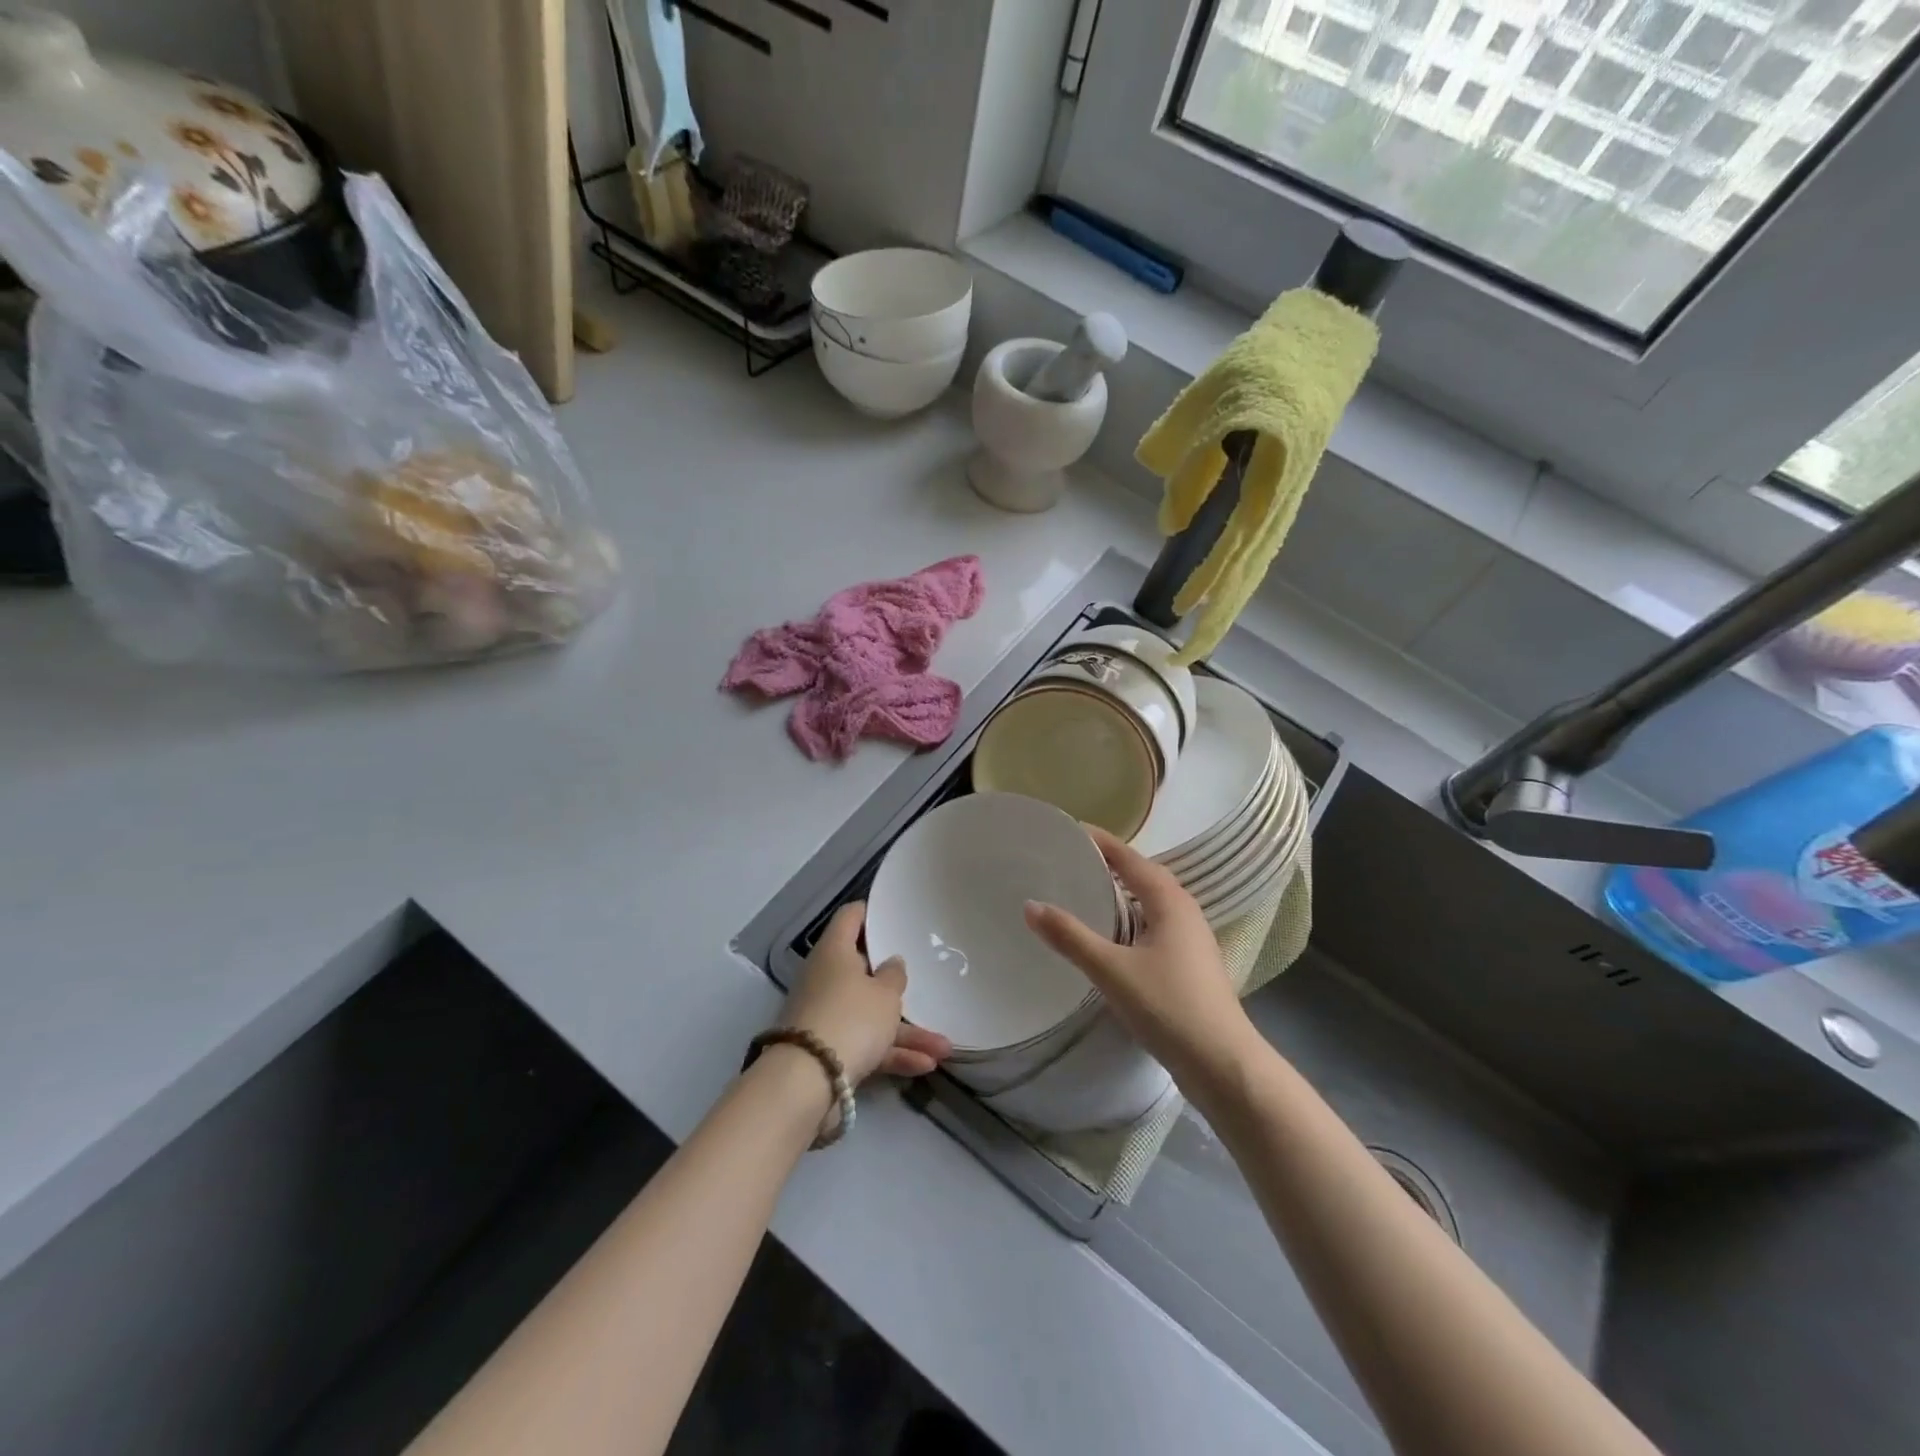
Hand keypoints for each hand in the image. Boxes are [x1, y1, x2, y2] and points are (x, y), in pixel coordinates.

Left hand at [782, 902, 951, 1084]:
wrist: (807, 1082)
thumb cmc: (851, 1018)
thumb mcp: (885, 994)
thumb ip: (894, 976)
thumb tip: (891, 963)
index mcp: (834, 951)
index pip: (851, 917)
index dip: (872, 913)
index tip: (896, 916)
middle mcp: (825, 978)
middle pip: (864, 970)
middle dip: (897, 984)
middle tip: (925, 980)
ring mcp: (826, 1015)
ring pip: (870, 1014)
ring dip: (906, 1031)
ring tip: (944, 1047)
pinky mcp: (828, 1050)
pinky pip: (865, 1044)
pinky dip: (892, 1053)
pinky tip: (925, 1065)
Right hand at [1023, 826, 1254, 1087]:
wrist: (1222, 1064)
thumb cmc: (1168, 1006)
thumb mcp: (1111, 969)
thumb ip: (1070, 936)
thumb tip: (1030, 905)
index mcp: (1170, 901)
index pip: (1129, 857)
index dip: (1100, 841)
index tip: (1068, 829)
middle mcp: (1184, 911)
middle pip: (1142, 876)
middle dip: (1108, 864)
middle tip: (1068, 859)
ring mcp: (1191, 939)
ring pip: (1149, 903)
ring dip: (1120, 893)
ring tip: (1083, 891)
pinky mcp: (1189, 964)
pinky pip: (1153, 926)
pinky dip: (1129, 919)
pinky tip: (1109, 936)